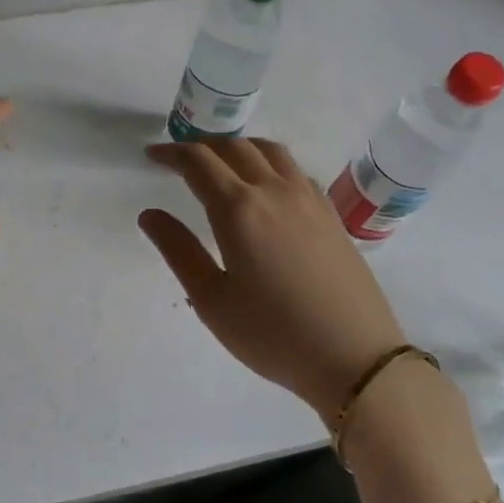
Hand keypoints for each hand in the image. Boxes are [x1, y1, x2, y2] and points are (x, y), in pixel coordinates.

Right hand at [139, 138, 406, 424]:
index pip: (199, 163)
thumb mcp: (212, 299)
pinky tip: (267, 186)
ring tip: (222, 162)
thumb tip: (150, 214)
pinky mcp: (331, 214)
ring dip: (239, 147)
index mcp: (239, 209)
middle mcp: (275, 191)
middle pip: (235, 148)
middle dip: (202, 146)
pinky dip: (270, 163)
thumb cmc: (272, 333)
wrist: (353, 356)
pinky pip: (295, 170)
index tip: (152, 155)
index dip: (172, 153)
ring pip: (270, 151)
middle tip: (181, 159)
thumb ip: (178, 250)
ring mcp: (309, 199)